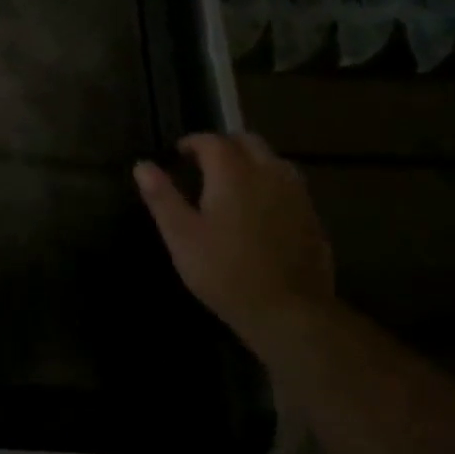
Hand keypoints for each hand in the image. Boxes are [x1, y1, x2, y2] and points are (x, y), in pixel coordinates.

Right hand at [133, 133, 333, 340]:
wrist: (288, 312)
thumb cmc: (224, 271)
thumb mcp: (181, 236)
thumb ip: (162, 197)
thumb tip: (142, 165)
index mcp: (233, 173)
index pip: (212, 141)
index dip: (193, 142)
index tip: (179, 154)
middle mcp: (268, 173)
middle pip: (248, 141)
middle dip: (225, 145)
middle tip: (205, 163)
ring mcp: (296, 195)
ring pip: (273, 160)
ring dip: (252, 160)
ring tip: (234, 182)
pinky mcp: (312, 217)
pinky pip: (290, 185)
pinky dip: (271, 183)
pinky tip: (261, 208)